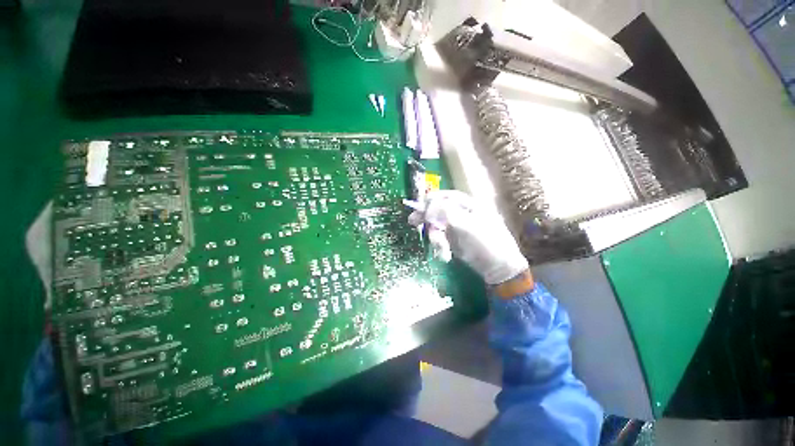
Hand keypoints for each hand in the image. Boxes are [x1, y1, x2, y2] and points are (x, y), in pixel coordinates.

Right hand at [408, 190, 528, 285]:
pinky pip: (439, 238)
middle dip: (426, 217)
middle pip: (437, 210)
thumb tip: (430, 206)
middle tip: (412, 222)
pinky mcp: (452, 239)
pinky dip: (439, 245)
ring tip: (441, 248)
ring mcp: (456, 227)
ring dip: (435, 237)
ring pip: (436, 225)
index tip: (421, 208)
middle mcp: (460, 213)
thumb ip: (448, 213)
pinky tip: (444, 254)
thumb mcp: (469, 225)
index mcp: (468, 205)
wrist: (498, 267)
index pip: (446, 196)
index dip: (432, 200)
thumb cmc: (487, 242)